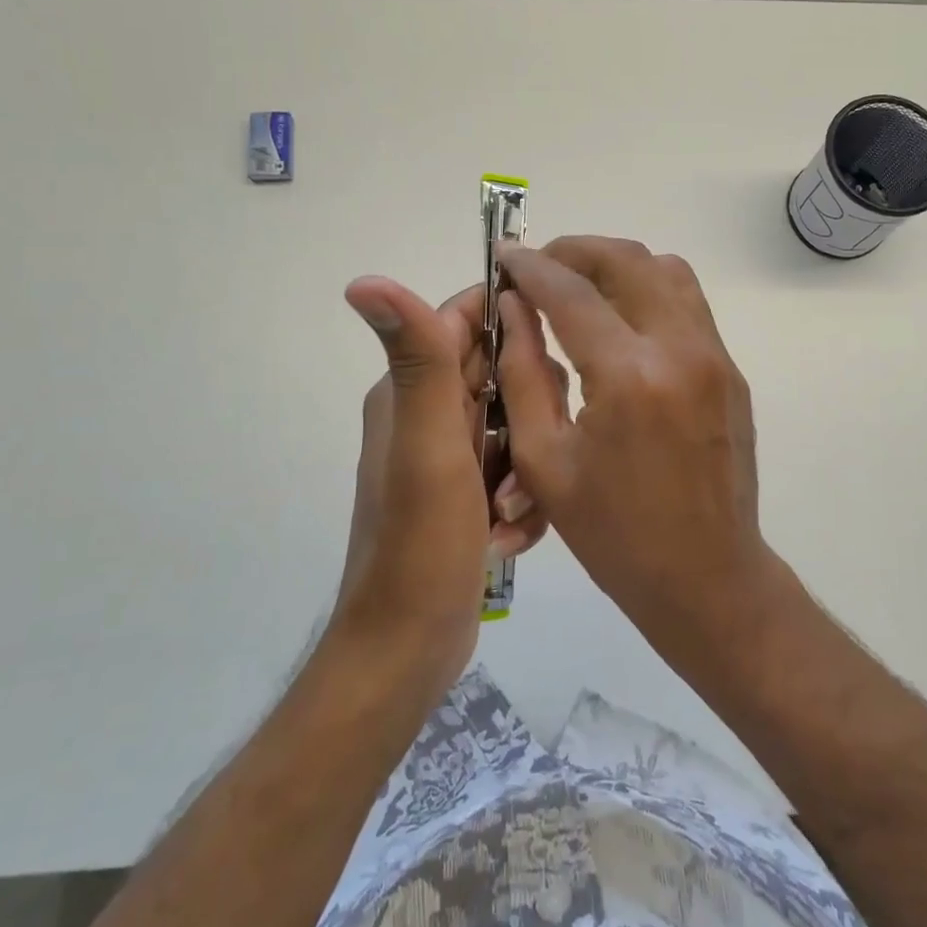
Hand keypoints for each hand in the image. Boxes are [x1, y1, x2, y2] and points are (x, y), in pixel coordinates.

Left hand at [334, 278, 546, 693]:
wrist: (408, 647)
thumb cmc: (421, 544)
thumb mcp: (429, 445)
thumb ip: (419, 361)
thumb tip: (363, 280)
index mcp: (410, 391)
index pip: (466, 319)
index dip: (514, 319)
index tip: (562, 335)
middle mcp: (427, 414)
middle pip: (502, 372)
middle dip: (533, 408)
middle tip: (537, 452)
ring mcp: (449, 456)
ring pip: (518, 423)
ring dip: (528, 463)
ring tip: (513, 510)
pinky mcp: (467, 493)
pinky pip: (514, 469)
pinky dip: (520, 497)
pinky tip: (508, 535)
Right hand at [494, 237, 766, 620]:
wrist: (706, 576)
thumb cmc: (614, 533)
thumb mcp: (545, 460)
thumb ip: (522, 372)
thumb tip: (512, 307)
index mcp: (628, 377)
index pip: (570, 291)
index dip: (531, 267)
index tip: (505, 254)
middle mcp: (680, 350)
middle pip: (627, 260)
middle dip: (575, 251)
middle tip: (539, 268)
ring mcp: (715, 357)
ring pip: (667, 270)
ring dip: (617, 265)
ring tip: (578, 288)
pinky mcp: (731, 370)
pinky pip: (687, 303)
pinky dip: (647, 291)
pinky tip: (618, 323)